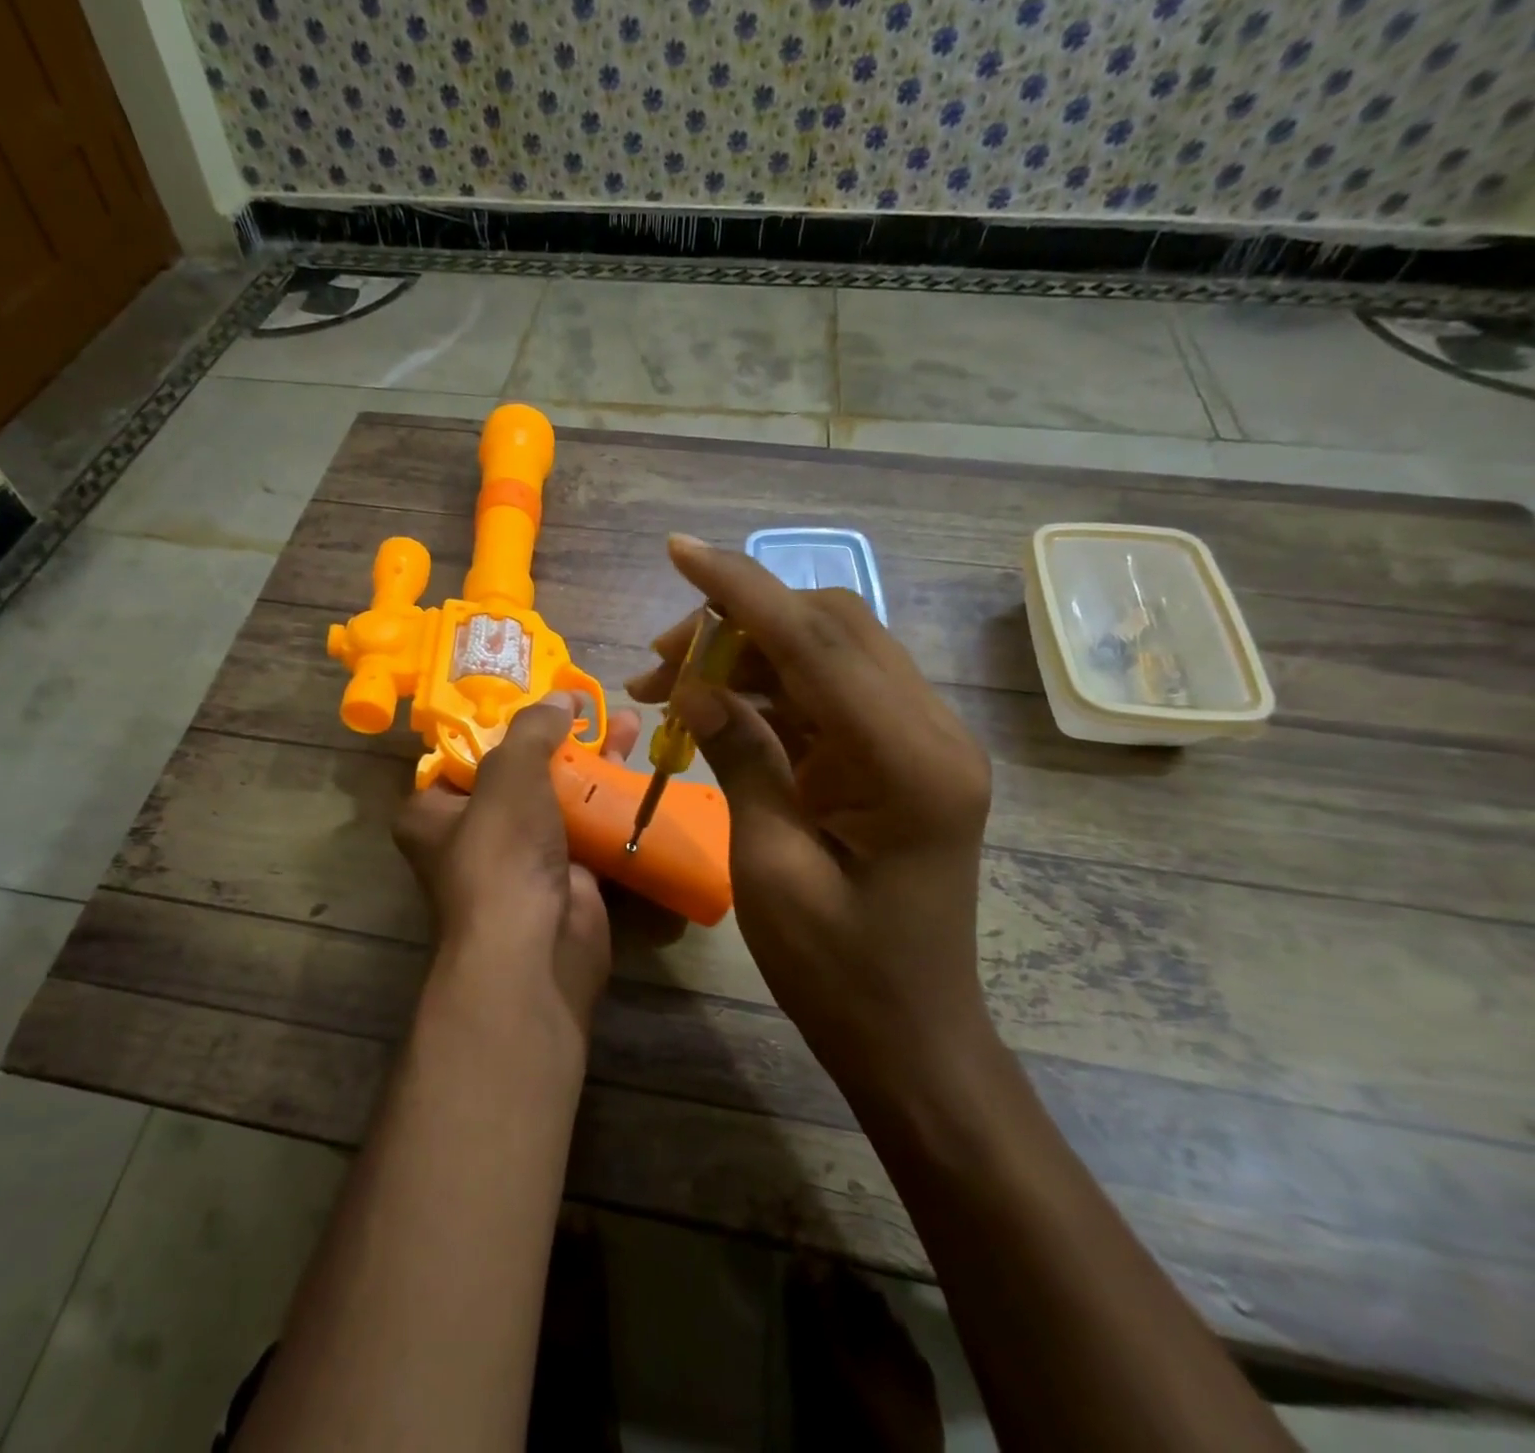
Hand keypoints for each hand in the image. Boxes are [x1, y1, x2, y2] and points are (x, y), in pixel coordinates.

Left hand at [392, 693, 644, 1029]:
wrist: (536, 948)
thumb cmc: (502, 852)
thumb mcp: (509, 774)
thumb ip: (532, 729)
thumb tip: (561, 697)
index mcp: (435, 813)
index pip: (466, 756)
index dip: (503, 725)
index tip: (540, 699)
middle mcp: (473, 837)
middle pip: (522, 774)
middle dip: (562, 739)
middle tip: (594, 708)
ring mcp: (522, 861)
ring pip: (560, 800)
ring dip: (595, 766)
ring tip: (629, 726)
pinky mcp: (565, 879)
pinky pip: (589, 832)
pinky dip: (611, 806)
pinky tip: (642, 774)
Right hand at [626, 537, 994, 1081]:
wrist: (910, 1036)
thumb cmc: (839, 974)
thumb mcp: (770, 867)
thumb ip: (741, 758)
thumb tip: (694, 687)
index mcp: (910, 763)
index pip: (818, 641)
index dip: (742, 589)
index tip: (680, 550)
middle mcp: (929, 732)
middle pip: (830, 628)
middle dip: (737, 624)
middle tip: (658, 663)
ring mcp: (918, 742)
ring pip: (826, 655)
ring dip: (746, 657)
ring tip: (667, 687)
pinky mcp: (897, 758)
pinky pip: (827, 696)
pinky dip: (767, 690)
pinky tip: (713, 711)